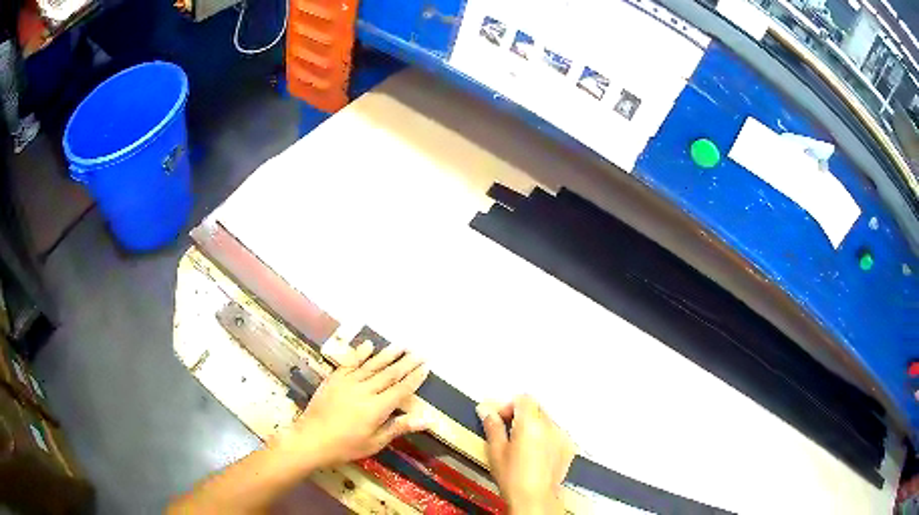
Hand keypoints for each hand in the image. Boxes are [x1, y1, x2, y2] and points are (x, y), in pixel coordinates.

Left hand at [276, 340, 429, 467]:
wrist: (311, 439)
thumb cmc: (346, 446)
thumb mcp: (375, 442)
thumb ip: (399, 427)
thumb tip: (427, 419)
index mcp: (377, 408)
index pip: (401, 389)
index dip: (414, 378)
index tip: (425, 366)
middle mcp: (365, 390)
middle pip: (389, 374)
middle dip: (406, 363)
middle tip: (419, 352)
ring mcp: (348, 382)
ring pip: (372, 365)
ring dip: (387, 354)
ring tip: (400, 345)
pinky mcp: (334, 379)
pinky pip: (349, 363)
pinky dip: (359, 353)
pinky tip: (368, 345)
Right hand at [477, 395, 574, 514]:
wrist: (534, 498)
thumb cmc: (514, 478)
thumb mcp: (496, 451)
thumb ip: (492, 426)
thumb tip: (487, 411)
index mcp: (530, 423)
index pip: (523, 398)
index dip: (509, 406)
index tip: (500, 418)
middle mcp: (550, 426)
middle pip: (535, 408)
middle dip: (521, 416)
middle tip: (508, 432)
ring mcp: (562, 437)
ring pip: (546, 421)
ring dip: (534, 427)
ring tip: (521, 446)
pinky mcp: (568, 447)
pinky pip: (556, 434)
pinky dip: (546, 438)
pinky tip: (535, 454)